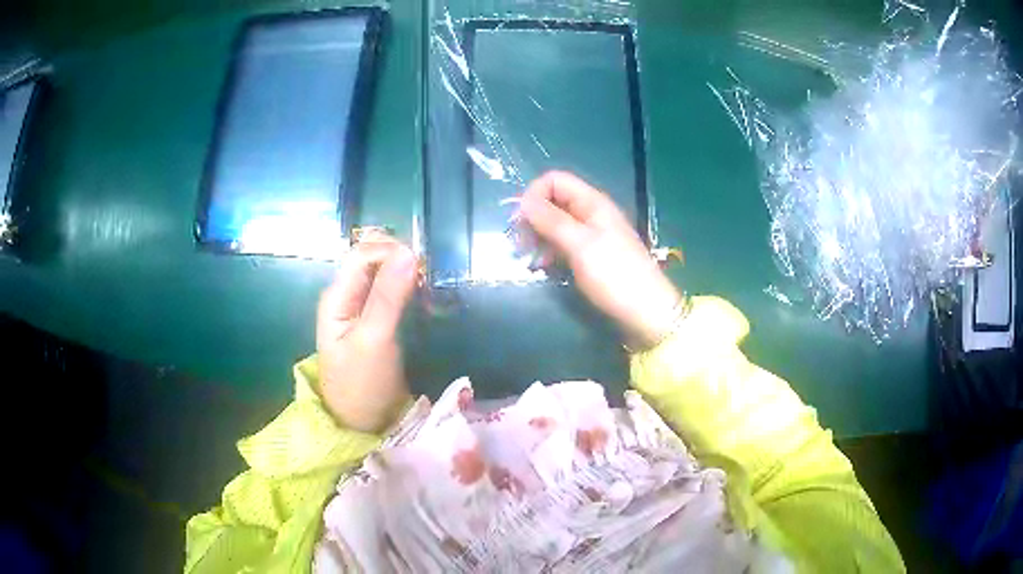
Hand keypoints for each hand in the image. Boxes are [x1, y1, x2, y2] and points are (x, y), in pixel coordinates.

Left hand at [317, 236, 417, 432]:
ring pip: (384, 274)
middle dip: (400, 259)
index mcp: (337, 296)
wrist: (361, 423)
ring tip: (430, 283)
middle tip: (428, 275)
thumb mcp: (374, 340)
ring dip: (406, 272)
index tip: (422, 265)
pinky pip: (391, 292)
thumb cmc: (362, 384)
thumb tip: (409, 251)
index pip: (363, 254)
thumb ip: (388, 296)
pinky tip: (424, 295)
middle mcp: (347, 295)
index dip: (391, 251)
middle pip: (373, 259)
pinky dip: (408, 287)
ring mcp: (361, 308)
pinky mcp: (376, 321)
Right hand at [519, 171, 681, 349]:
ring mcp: (591, 235)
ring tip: (529, 258)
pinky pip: (563, 244)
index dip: (534, 194)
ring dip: (538, 236)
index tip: (520, 220)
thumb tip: (522, 201)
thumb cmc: (614, 275)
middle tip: (520, 243)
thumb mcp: (580, 245)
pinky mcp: (590, 256)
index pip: (555, 180)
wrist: (645, 312)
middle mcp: (591, 214)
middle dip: (533, 217)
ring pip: (555, 224)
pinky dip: (549, 251)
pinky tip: (542, 266)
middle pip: (553, 201)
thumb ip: (551, 220)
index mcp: (592, 203)